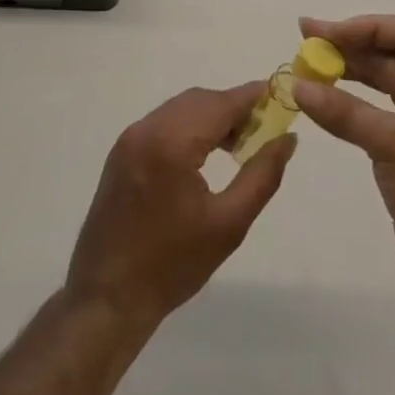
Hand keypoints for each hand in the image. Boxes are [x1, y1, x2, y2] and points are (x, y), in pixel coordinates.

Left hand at [65, 84, 294, 332]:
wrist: (106, 300)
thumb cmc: (172, 266)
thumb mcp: (229, 224)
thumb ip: (263, 175)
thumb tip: (287, 139)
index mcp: (172, 144)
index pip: (221, 104)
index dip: (253, 96)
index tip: (280, 95)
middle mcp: (148, 129)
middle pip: (201, 100)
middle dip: (233, 108)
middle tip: (262, 130)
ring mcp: (130, 138)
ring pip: (182, 108)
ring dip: (211, 116)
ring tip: (238, 144)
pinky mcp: (122, 151)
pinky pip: (163, 122)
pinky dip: (189, 126)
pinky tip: (205, 153)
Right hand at [292, 15, 394, 307]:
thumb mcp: (394, 144)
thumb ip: (345, 112)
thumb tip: (298, 86)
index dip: (367, 27)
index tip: (327, 34)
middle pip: (389, 55)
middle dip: (349, 46)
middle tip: (305, 41)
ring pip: (379, 83)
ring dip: (346, 73)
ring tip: (307, 66)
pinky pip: (372, 113)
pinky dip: (347, 104)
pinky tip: (322, 101)